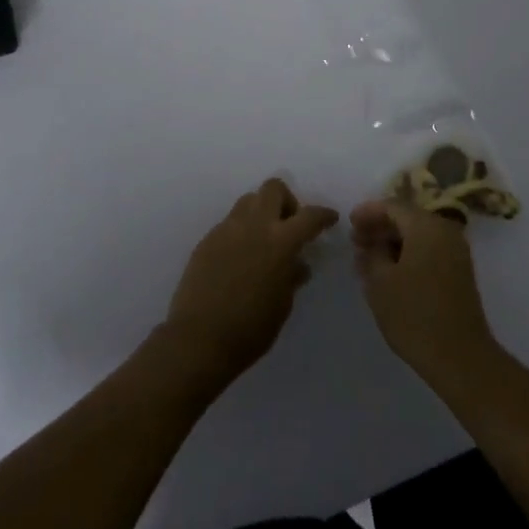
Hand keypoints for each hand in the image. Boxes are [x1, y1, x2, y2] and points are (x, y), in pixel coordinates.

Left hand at [163, 178, 337, 389]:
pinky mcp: (207, 240)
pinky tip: (240, 257)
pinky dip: (241, 231)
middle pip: (274, 189)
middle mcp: (254, 226)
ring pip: (248, 200)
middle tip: (289, 226)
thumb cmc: (250, 329)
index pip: (309, 216)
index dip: (324, 215)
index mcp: (280, 241)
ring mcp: (227, 230)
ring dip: (262, 212)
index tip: (330, 219)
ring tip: (263, 240)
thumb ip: (292, 277)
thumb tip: (297, 265)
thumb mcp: (282, 305)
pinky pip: (229, 223)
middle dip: (287, 201)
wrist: (198, 339)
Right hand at [351, 201, 500, 386]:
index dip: (368, 211)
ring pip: (419, 235)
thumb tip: (369, 244)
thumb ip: (371, 255)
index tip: (349, 223)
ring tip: (368, 257)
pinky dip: (408, 253)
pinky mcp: (459, 272)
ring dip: (393, 241)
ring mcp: (456, 252)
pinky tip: (390, 271)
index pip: (393, 206)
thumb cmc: (414, 314)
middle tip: (356, 241)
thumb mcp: (380, 282)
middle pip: (408, 218)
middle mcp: (446, 231)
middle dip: (380, 226)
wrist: (460, 356)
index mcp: (427, 226)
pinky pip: (429, 250)